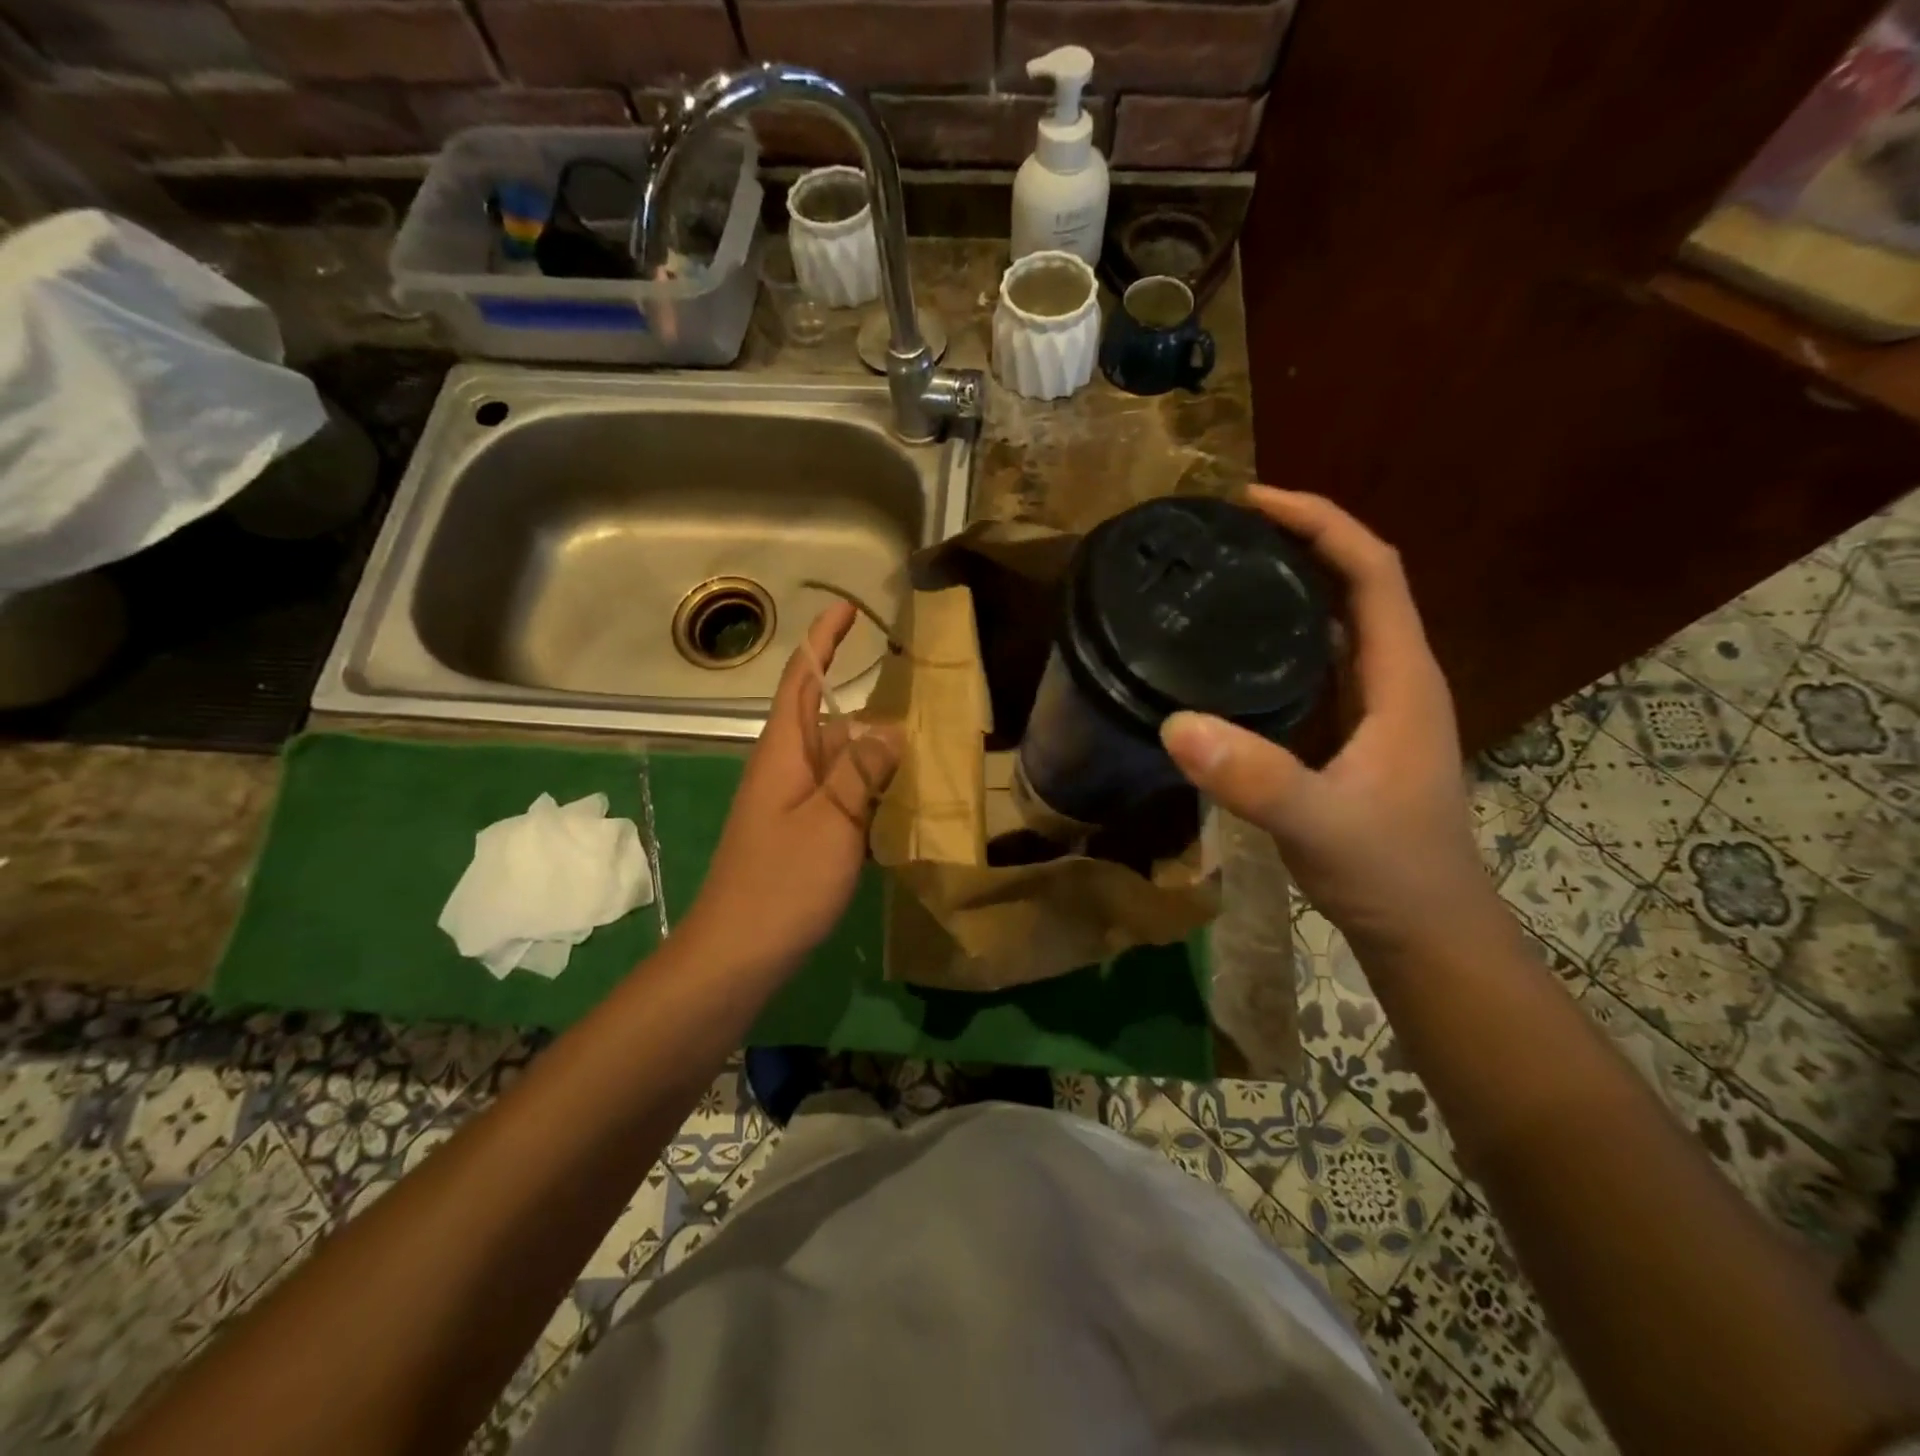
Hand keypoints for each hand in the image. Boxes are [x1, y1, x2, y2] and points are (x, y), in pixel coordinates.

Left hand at [680, 601, 901, 972]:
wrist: (738, 953)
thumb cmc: (782, 882)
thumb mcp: (832, 821)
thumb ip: (861, 771)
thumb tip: (890, 728)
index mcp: (783, 752)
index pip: (802, 680)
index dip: (822, 642)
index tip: (848, 609)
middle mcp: (784, 769)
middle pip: (827, 721)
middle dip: (867, 706)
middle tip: (921, 700)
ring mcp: (790, 804)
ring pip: (837, 762)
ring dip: (874, 753)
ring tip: (925, 750)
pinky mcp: (799, 835)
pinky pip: (839, 797)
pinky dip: (869, 792)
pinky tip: (902, 805)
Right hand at [1160, 487, 1496, 961]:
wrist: (1424, 932)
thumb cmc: (1390, 873)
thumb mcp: (1321, 824)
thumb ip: (1255, 777)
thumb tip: (1175, 723)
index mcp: (1400, 679)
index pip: (1372, 570)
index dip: (1320, 522)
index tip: (1253, 501)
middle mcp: (1392, 679)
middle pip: (1355, 584)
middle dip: (1298, 543)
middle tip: (1222, 534)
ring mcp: (1373, 708)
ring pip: (1335, 625)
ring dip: (1289, 589)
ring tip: (1221, 576)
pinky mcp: (1350, 735)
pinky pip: (1315, 666)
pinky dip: (1278, 641)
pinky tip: (1231, 654)